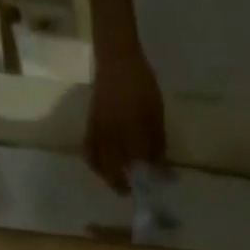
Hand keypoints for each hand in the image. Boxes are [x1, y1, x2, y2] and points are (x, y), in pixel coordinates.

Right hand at [85, 41, 166, 192]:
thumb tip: (160, 165)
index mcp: (132, 131)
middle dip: (125, 185)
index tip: (155, 186)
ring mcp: (99, 132)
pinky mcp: (90, 126)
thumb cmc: (140, 82)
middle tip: (134, 191)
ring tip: (119, 185)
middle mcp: (113, 136)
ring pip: (102, 165)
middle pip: (117, 170)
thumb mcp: (156, 110)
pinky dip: (94, 164)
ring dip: (110, 179)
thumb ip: (157, 140)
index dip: (148, 177)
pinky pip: (89, 151)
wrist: (116, 57)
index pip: (140, 163)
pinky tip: (101, 170)